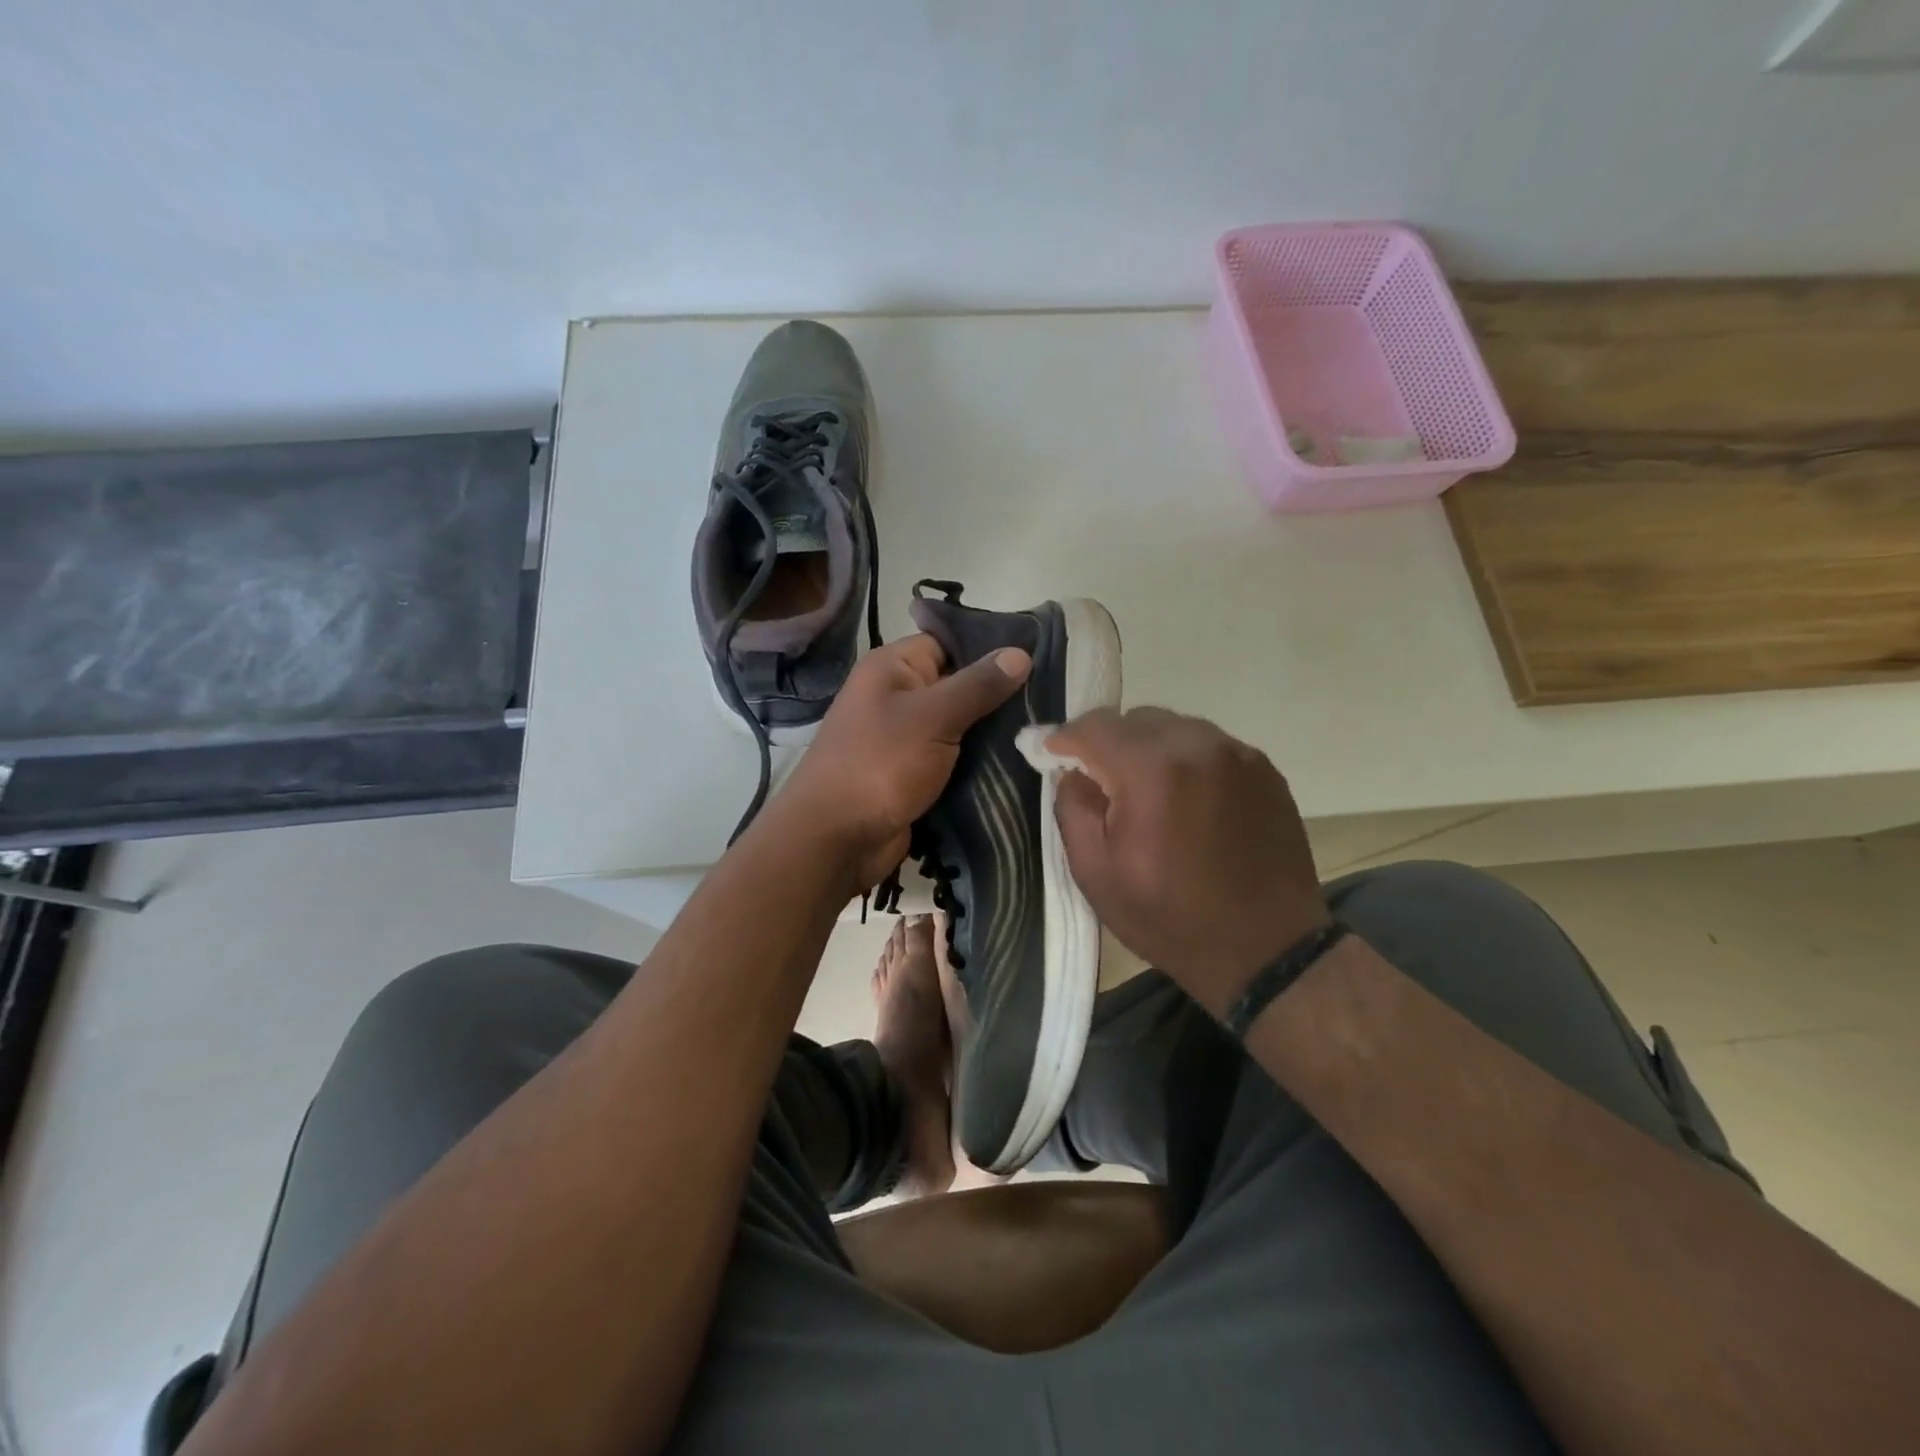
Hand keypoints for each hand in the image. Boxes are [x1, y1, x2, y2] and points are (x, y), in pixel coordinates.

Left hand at [776, 635, 1030, 890]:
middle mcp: (897, 696)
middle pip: (957, 685)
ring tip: (1043, 732)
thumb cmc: (880, 764)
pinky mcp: (914, 773)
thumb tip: (1020, 653)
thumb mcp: (933, 717)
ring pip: (960, 725)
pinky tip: (1019, 762)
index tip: (1038, 657)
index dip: (989, 648)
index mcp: (893, 668)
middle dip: (998, 695)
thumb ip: (977, 685)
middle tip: (1048, 701)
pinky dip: (979, 762)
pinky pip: (954, 758)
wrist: (836, 839)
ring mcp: (905, 738)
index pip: (948, 642)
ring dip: (993, 733)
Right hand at [1048, 707, 1328, 1018]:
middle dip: (1109, 743)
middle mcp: (1198, 745)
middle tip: (1101, 781)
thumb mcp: (1095, 873)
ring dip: (1150, 750)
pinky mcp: (1264, 769)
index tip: (1051, 754)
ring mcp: (1238, 754)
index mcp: (1152, 770)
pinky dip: (1186, 761)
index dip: (1065, 737)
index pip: (1094, 726)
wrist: (1267, 951)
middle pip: (1136, 719)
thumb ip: (1073, 807)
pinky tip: (1187, 801)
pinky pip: (1209, 746)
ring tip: (1147, 793)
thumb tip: (1072, 771)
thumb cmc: (1169, 917)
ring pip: (1175, 728)